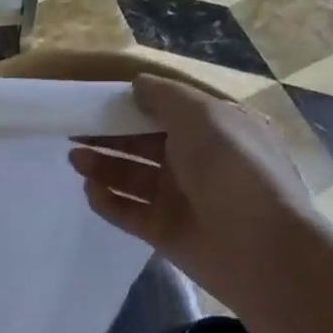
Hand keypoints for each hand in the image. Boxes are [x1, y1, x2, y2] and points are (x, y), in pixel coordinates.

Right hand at [69, 74, 318, 309]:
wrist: (260, 248)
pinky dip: (106, 200)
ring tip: (75, 160)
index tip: (95, 100)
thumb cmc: (233, 170)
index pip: (164, 111)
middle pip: (141, 143)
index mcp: (212, 130)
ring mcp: (178, 198)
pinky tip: (91, 190)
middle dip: (107, 135)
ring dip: (101, 166)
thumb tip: (136, 84)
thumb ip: (165, 96)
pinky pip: (126, 211)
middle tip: (72, 130)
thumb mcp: (204, 117)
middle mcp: (195, 161)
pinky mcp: (162, 230)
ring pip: (130, 176)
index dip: (130, 104)